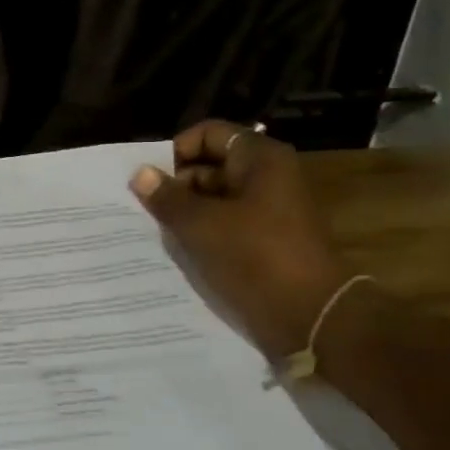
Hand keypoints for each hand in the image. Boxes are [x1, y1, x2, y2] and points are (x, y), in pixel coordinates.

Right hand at [129, 121, 347, 357]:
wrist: (310, 315)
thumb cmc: (255, 257)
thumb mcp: (201, 225)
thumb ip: (167, 197)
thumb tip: (140, 174)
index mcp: (260, 160)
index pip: (208, 134)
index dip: (176, 151)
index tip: (150, 180)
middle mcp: (267, 178)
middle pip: (210, 166)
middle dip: (176, 186)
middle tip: (145, 211)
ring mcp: (268, 210)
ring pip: (214, 199)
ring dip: (185, 214)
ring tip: (157, 233)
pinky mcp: (264, 241)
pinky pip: (225, 226)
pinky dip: (201, 234)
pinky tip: (178, 252)